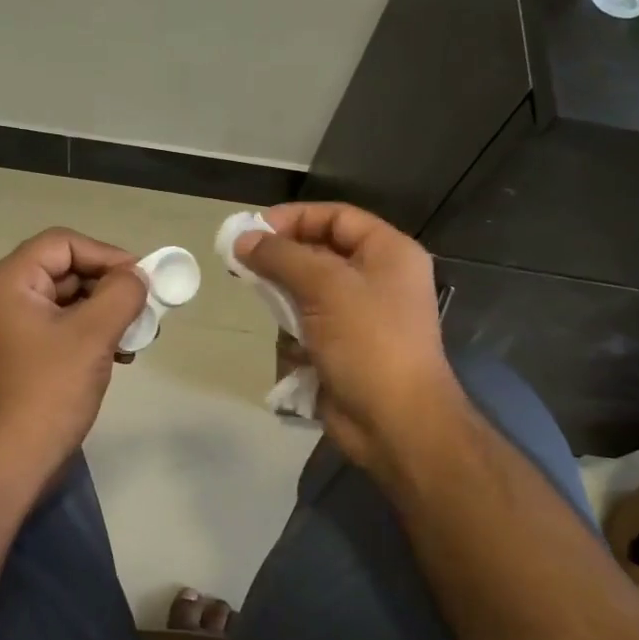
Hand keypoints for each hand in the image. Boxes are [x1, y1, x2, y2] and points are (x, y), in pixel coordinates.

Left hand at [0, 228, 149, 491]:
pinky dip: (96, 333)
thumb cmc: (48, 392)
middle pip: (68, 269)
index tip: (141, 279)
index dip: (106, 254)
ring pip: (72, 300)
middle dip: (111, 285)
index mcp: (12, 282)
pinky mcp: (29, 355)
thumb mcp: (92, 335)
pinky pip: (67, 328)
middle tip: (146, 307)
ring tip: (140, 335)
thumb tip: (138, 276)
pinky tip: (123, 355)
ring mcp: (17, 329)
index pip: (64, 243)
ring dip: (108, 312)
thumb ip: (121, 294)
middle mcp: (9, 297)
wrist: (10, 462)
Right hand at [237, 203, 463, 478]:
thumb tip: (243, 238)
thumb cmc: (368, 342)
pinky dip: (296, 332)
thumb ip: (282, 256)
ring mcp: (362, 316)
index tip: (253, 229)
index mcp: (388, 253)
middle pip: (321, 252)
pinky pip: (310, 325)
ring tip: (267, 307)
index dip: (294, 218)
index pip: (337, 217)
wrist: (396, 422)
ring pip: (310, 291)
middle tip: (242, 264)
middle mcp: (378, 278)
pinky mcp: (345, 348)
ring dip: (286, 299)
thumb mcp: (325, 287)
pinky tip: (292, 347)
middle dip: (283, 259)